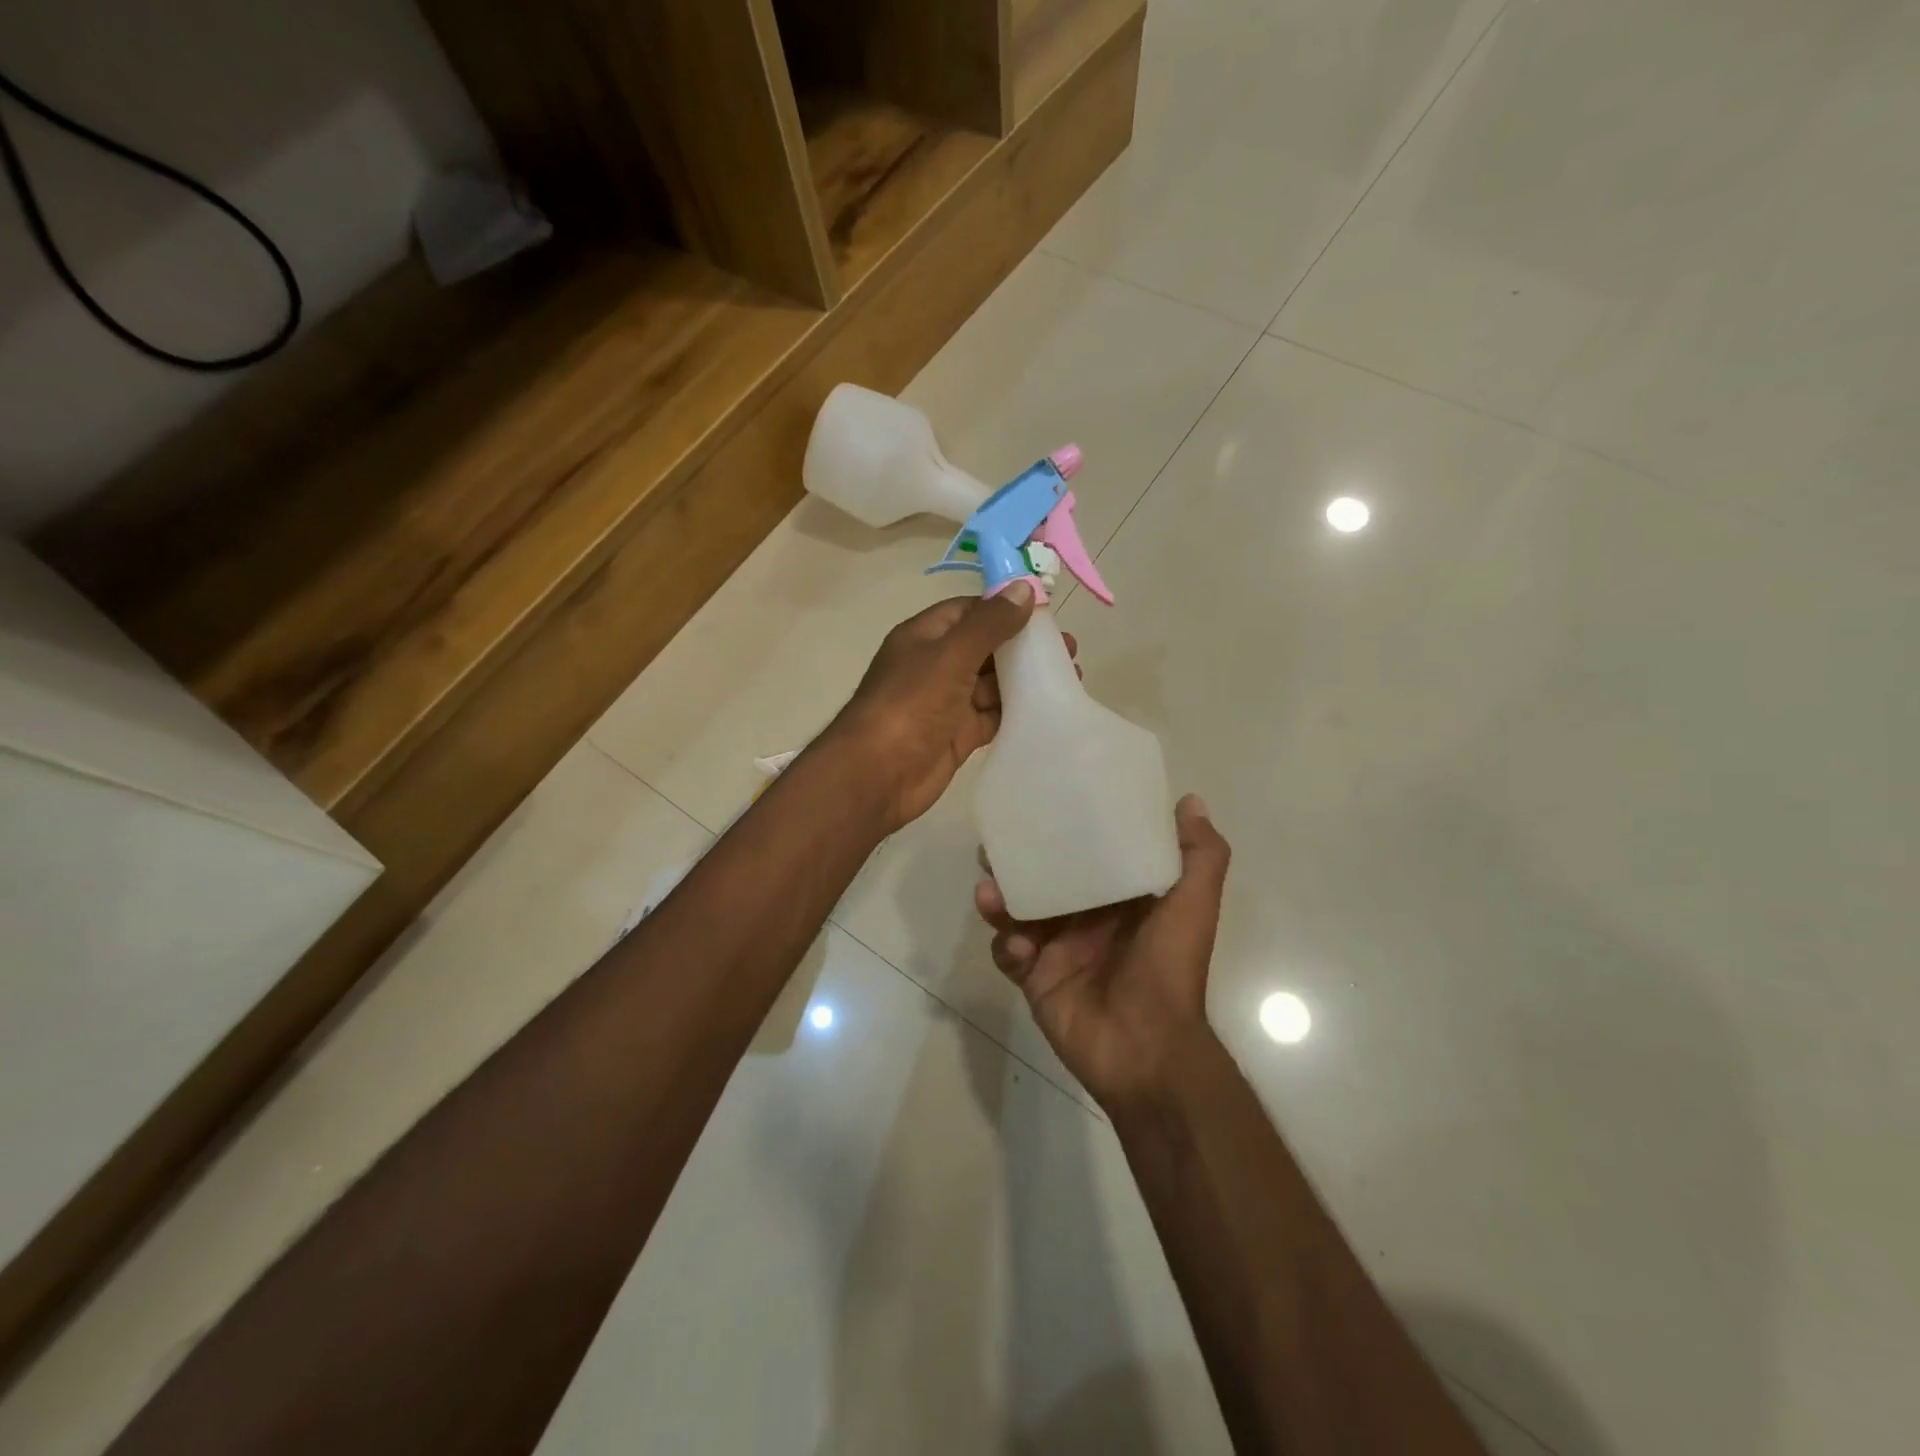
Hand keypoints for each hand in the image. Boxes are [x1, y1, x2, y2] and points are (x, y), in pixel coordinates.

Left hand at [826, 583, 1073, 830]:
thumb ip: (989, 624)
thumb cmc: (910, 704)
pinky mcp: (958, 734)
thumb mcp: (950, 655)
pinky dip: (1016, 711)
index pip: (970, 611)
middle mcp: (936, 665)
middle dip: (1024, 646)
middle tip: (1069, 649)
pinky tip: (1049, 707)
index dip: (1006, 608)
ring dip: (1026, 680)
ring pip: (992, 683)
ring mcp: (947, 702)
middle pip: (986, 647)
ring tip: (1070, 676)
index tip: (1047, 612)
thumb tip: (1024, 589)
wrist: (877, 775)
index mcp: (925, 636)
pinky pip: (992, 716)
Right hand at [976, 795, 1230, 1111]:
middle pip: (1042, 881)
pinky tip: (1018, 947)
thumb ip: (1200, 856)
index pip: (1085, 857)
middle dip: (1016, 864)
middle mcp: (1085, 920)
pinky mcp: (1036, 979)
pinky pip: (1008, 954)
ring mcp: (1057, 950)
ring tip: (988, 893)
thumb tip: (1191, 800)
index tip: (1041, 808)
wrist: (1147, 1050)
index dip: (1062, 833)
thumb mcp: (1193, 907)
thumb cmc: (1170, 969)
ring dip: (999, 900)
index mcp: (1119, 901)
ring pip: (1017, 913)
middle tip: (992, 850)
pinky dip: (1006, 946)